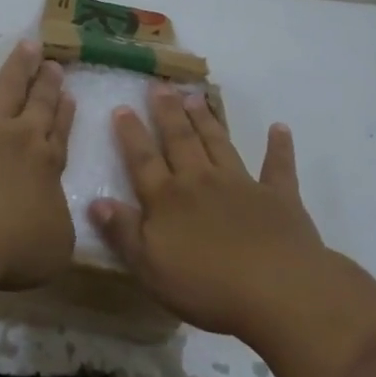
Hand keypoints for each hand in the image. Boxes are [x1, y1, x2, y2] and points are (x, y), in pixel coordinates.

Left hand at [0, 21, 74, 318]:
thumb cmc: (4, 249)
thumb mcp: (50, 250)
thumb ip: (55, 228)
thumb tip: (54, 215)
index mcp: (45, 171)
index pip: (58, 139)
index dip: (64, 118)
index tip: (71, 97)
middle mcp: (21, 138)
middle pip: (37, 108)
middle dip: (47, 87)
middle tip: (55, 66)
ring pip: (8, 86)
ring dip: (19, 66)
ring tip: (30, 45)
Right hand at [91, 86, 323, 342]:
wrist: (278, 290)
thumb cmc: (207, 285)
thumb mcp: (150, 267)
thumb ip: (122, 232)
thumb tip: (96, 201)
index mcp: (167, 199)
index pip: (143, 160)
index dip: (131, 134)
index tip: (122, 107)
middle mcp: (200, 181)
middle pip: (180, 141)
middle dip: (168, 113)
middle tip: (160, 86)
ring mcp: (241, 185)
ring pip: (218, 144)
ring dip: (206, 120)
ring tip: (195, 96)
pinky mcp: (279, 197)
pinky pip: (277, 167)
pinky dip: (279, 147)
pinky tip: (280, 128)